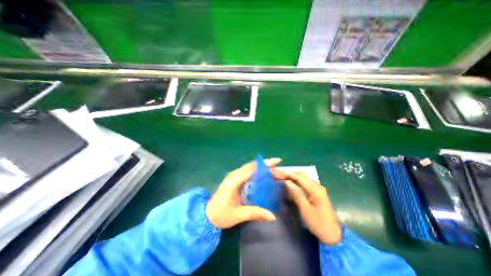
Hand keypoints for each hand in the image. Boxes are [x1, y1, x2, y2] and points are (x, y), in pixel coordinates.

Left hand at [206, 158, 283, 229]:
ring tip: (273, 171)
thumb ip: (255, 213)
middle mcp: (234, 174)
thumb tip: (273, 216)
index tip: (277, 162)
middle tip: (278, 170)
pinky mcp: (234, 178)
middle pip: (252, 166)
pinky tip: (263, 176)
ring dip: (262, 168)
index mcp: (235, 180)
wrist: (207, 215)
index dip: (265, 164)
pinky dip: (257, 171)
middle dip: (266, 166)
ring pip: (250, 167)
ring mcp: (234, 175)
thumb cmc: (221, 214)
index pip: (252, 168)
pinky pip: (247, 171)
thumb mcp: (239, 215)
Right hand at [284, 173, 341, 244]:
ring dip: (293, 177)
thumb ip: (296, 194)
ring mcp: (318, 189)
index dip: (289, 174)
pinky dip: (297, 182)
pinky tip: (291, 183)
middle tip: (279, 174)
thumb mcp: (305, 209)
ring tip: (283, 177)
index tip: (279, 172)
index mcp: (316, 190)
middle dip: (290, 174)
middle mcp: (317, 186)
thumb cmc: (318, 223)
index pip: (300, 177)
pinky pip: (305, 184)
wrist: (332, 235)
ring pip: (303, 179)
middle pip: (302, 176)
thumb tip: (287, 182)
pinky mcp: (316, 193)